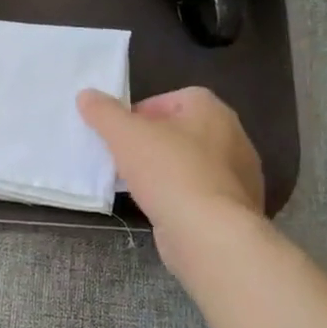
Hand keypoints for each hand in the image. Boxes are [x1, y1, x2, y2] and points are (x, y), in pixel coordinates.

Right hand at [78, 87, 265, 273]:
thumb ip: (104, 112)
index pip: (170, 99)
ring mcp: (240, 173)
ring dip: (166, 170)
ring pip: (192, 163)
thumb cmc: (168, 172)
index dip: (140, 113)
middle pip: (181, 131)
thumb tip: (86, 95)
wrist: (209, 232)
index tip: (119, 134)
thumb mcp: (125, 136)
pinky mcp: (237, 205)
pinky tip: (162, 208)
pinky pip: (202, 191)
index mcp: (211, 109)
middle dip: (152, 142)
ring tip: (139, 186)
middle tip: (125, 158)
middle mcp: (233, 135)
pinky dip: (182, 195)